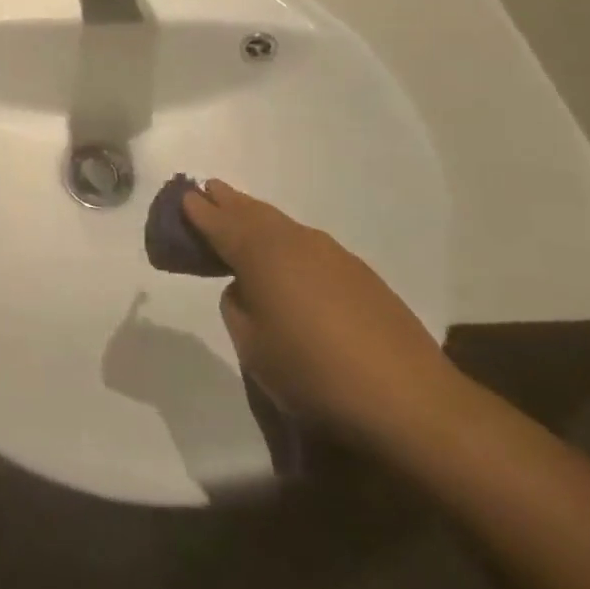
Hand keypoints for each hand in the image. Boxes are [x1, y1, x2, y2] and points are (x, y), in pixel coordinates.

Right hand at [183, 180, 462, 444]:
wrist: (407, 397)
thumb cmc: (313, 371)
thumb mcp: (253, 347)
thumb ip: (237, 307)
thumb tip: (246, 289)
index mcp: (259, 254)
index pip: (218, 222)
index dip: (197, 210)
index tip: (182, 197)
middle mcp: (293, 240)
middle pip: (251, 212)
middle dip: (227, 201)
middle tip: (208, 190)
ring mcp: (330, 253)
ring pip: (281, 224)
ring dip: (256, 216)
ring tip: (241, 215)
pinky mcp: (358, 272)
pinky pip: (306, 242)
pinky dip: (285, 239)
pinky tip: (287, 256)